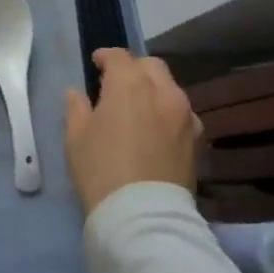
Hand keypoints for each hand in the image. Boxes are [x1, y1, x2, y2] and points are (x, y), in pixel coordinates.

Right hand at [63, 48, 202, 215]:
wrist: (143, 217)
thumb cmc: (101, 169)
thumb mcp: (75, 136)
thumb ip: (76, 107)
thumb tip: (78, 94)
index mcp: (130, 83)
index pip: (118, 56)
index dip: (105, 57)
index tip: (95, 65)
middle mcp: (163, 91)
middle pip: (150, 66)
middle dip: (133, 69)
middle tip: (117, 84)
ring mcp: (185, 116)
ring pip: (170, 88)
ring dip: (153, 90)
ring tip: (138, 108)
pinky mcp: (198, 141)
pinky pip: (182, 114)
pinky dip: (168, 112)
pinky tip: (156, 130)